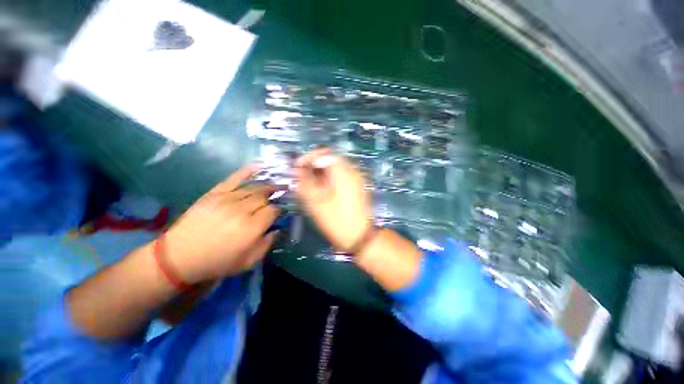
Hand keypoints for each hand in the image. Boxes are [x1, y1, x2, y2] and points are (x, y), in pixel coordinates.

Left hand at [164, 165, 280, 282]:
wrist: (180, 256)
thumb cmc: (218, 261)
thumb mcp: (248, 261)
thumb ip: (267, 244)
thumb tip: (278, 229)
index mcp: (252, 227)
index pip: (273, 210)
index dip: (279, 210)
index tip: (280, 212)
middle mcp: (242, 210)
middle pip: (265, 197)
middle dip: (274, 197)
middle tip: (278, 198)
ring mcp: (227, 199)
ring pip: (254, 187)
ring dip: (266, 186)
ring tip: (273, 186)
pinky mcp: (214, 193)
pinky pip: (234, 178)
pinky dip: (247, 171)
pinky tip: (259, 166)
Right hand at [294, 148, 371, 250]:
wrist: (360, 238)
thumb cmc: (337, 221)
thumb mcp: (316, 202)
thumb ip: (304, 182)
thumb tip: (297, 169)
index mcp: (344, 172)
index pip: (324, 153)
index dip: (308, 157)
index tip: (297, 168)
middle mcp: (352, 171)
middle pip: (330, 160)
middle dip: (314, 166)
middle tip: (301, 178)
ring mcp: (357, 179)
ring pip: (335, 168)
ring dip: (320, 174)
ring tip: (309, 185)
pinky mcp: (357, 186)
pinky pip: (341, 176)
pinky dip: (329, 179)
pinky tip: (322, 190)